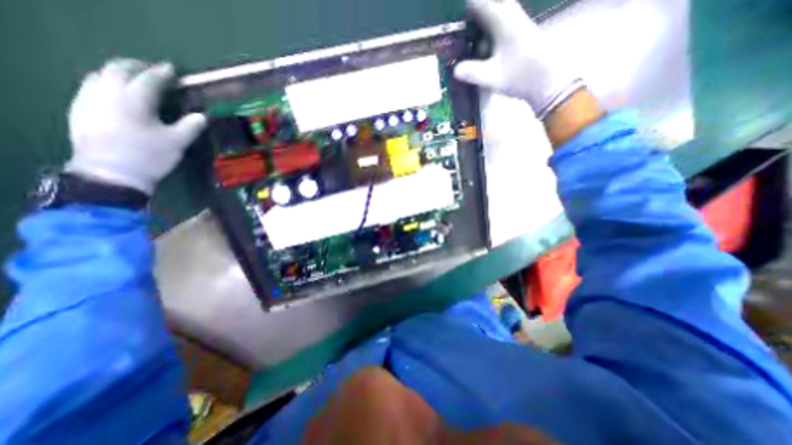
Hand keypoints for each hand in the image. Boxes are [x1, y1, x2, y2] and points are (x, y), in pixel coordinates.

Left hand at [66, 60, 204, 194]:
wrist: (112, 174)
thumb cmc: (150, 156)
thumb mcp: (177, 142)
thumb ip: (191, 126)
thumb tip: (202, 115)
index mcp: (134, 100)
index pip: (149, 79)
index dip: (163, 73)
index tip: (173, 69)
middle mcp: (107, 93)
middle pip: (118, 69)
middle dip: (136, 66)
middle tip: (152, 71)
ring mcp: (89, 100)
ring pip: (100, 75)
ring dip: (118, 72)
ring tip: (134, 79)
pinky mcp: (80, 110)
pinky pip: (90, 86)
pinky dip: (105, 82)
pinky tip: (115, 93)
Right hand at [455, 0, 582, 117]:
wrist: (548, 81)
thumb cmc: (520, 75)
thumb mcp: (492, 76)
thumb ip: (471, 72)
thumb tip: (454, 70)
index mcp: (502, 18)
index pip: (478, 3)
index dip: (464, 10)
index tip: (451, 22)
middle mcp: (509, 14)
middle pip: (485, 9)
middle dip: (470, 22)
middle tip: (457, 38)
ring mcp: (516, 22)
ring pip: (491, 19)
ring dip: (478, 30)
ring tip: (465, 47)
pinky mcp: (519, 34)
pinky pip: (497, 28)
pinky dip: (486, 37)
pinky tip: (480, 52)